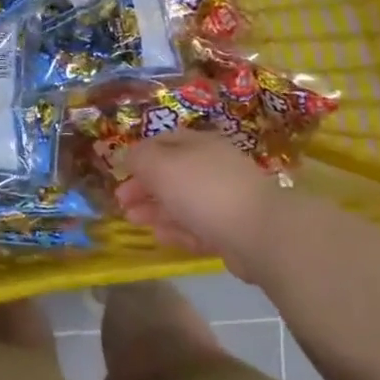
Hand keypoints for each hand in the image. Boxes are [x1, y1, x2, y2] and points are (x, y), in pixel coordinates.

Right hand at [117, 130, 288, 280]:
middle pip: (171, 174)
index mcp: (199, 144)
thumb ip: (139, 158)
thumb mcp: (161, 165)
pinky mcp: (231, 230)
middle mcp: (213, 168)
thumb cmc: (203, 190)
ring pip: (182, 202)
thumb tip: (127, 156)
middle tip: (122, 202)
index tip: (120, 173)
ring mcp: (224, 200)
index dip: (139, 156)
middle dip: (144, 187)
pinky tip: (160, 236)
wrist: (259, 233)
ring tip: (134, 220)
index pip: (163, 142)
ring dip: (155, 210)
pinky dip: (176, 230)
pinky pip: (197, 227)